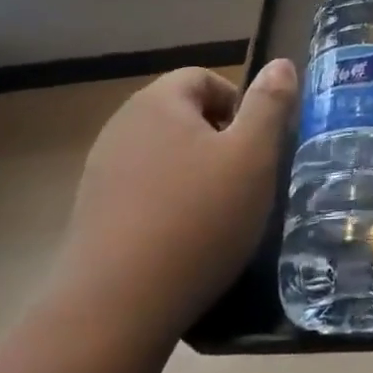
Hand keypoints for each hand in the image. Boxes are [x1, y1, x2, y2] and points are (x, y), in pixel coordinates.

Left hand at [49, 59, 297, 343]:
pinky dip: (169, 204)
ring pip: (164, 155)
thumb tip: (281, 63)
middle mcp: (121, 127)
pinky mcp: (92, 215)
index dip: (239, 103)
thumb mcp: (253, 155)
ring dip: (195, 174)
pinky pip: (143, 191)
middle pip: (183, 115)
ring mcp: (100, 172)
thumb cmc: (197, 219)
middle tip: (245, 179)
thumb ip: (270, 104)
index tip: (257, 146)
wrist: (115, 310)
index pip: (204, 78)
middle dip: (219, 140)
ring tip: (219, 213)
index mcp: (157, 102)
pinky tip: (185, 240)